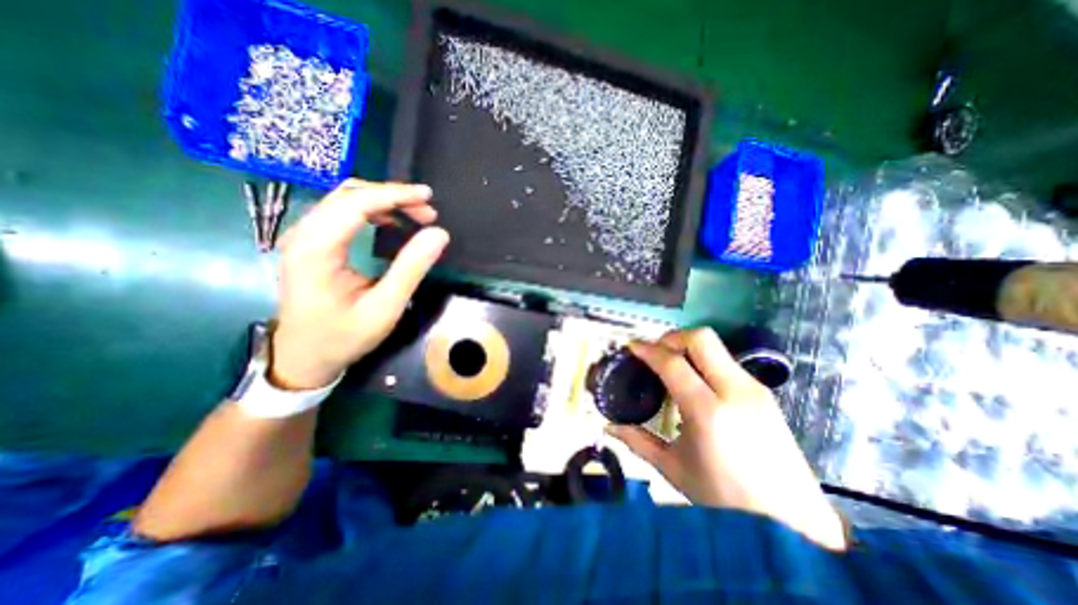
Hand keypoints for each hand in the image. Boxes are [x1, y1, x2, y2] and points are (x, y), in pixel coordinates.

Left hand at [274, 181, 453, 388]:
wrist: (304, 357)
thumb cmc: (344, 336)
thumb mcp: (384, 307)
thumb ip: (411, 268)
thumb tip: (439, 234)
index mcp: (317, 249)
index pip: (356, 203)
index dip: (395, 195)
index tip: (428, 196)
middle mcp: (304, 234)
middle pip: (349, 194)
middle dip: (392, 196)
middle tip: (427, 212)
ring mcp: (304, 237)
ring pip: (344, 200)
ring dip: (383, 201)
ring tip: (416, 215)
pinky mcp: (311, 244)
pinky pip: (341, 213)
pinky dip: (371, 210)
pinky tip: (391, 222)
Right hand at [605, 329, 850, 549]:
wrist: (793, 524)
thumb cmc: (725, 499)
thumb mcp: (674, 468)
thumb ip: (637, 441)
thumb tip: (608, 427)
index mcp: (708, 412)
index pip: (672, 363)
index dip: (647, 349)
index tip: (631, 346)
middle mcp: (735, 391)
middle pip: (700, 339)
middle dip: (671, 338)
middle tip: (654, 352)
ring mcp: (754, 389)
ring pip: (716, 346)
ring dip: (687, 347)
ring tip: (671, 365)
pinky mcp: (764, 393)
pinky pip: (726, 362)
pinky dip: (704, 360)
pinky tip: (695, 382)